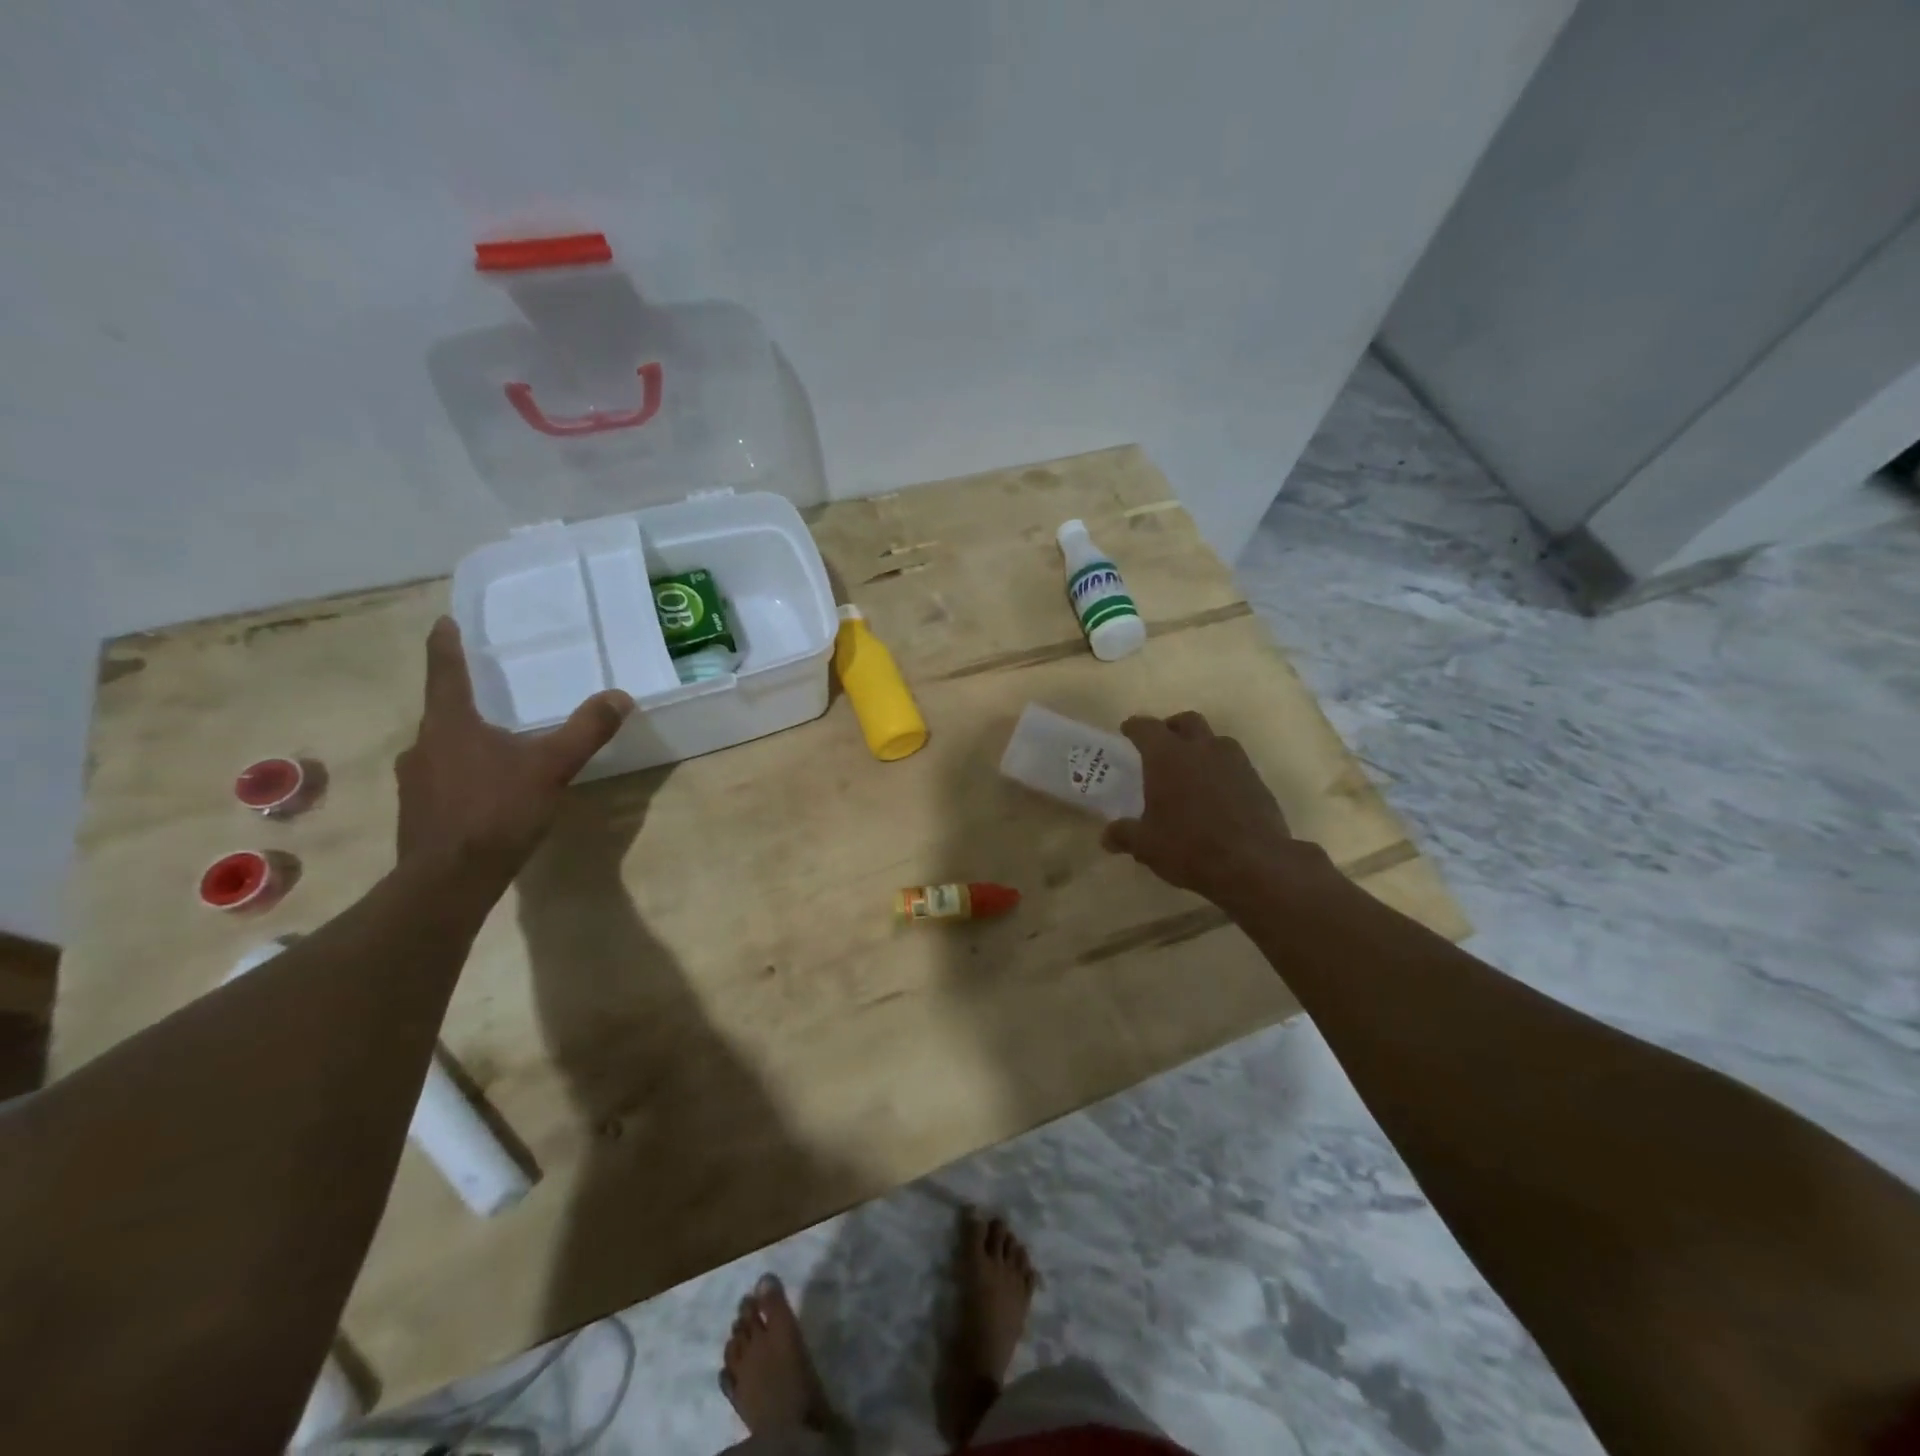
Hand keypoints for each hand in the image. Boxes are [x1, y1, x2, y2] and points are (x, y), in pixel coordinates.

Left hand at [395, 617, 633, 879]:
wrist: (449, 880)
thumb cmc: (498, 811)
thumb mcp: (552, 767)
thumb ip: (586, 730)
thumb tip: (619, 696)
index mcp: (450, 725)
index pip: (446, 673)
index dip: (446, 646)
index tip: (443, 622)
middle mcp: (423, 746)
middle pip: (443, 712)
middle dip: (465, 702)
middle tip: (489, 696)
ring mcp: (415, 782)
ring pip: (442, 749)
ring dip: (464, 742)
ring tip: (496, 748)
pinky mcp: (418, 813)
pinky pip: (442, 780)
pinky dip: (463, 776)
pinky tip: (487, 793)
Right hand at [1101, 711, 1309, 910]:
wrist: (1254, 864)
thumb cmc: (1189, 847)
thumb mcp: (1146, 845)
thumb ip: (1124, 835)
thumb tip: (1107, 837)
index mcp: (1167, 756)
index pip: (1146, 727)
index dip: (1134, 727)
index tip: (1127, 731)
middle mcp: (1201, 749)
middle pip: (1186, 721)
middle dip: (1171, 728)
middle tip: (1162, 746)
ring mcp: (1234, 762)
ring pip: (1215, 740)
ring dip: (1201, 747)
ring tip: (1191, 771)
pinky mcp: (1257, 781)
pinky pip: (1235, 764)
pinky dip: (1221, 770)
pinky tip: (1216, 794)